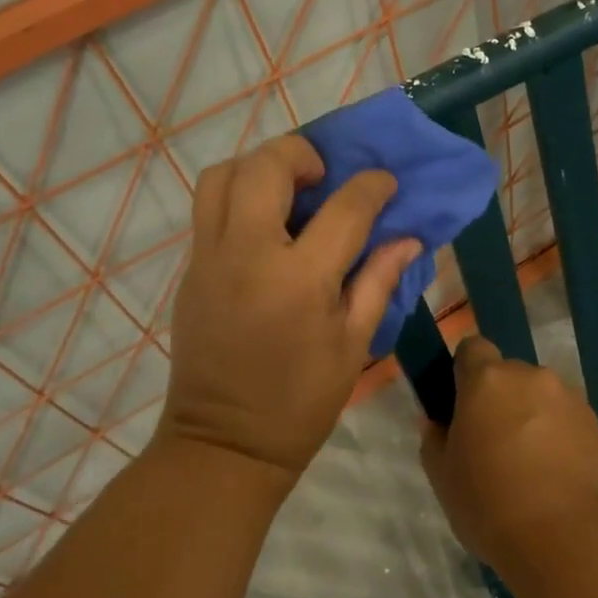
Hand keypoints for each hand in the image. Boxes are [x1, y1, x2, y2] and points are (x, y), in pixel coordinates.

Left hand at [160, 134, 421, 480]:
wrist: (224, 443)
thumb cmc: (300, 402)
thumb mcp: (353, 345)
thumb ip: (378, 281)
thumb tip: (408, 239)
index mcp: (300, 280)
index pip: (344, 209)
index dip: (372, 187)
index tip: (385, 183)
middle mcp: (248, 255)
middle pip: (266, 167)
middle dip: (301, 154)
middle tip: (325, 176)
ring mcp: (210, 259)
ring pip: (222, 176)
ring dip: (258, 167)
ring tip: (288, 190)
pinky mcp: (190, 271)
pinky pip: (208, 209)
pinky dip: (238, 197)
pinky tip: (266, 225)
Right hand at [418, 336, 597, 571]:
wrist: (567, 541)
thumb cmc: (490, 504)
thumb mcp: (442, 477)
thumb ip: (434, 438)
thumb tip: (437, 422)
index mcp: (487, 380)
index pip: (471, 348)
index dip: (464, 371)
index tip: (460, 405)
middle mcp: (530, 376)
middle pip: (508, 374)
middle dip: (498, 398)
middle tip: (491, 443)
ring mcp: (568, 398)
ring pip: (539, 396)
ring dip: (530, 416)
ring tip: (527, 465)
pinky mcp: (596, 425)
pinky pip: (565, 418)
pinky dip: (557, 435)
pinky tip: (553, 475)